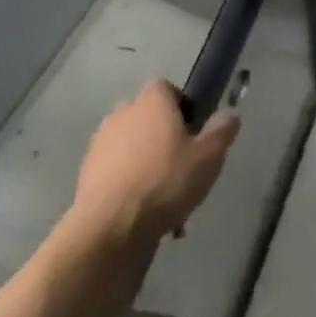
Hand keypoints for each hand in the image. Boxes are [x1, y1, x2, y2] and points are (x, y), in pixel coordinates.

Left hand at [67, 80, 239, 253]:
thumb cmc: (165, 181)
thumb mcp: (209, 156)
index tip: (192, 128)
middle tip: (180, 163)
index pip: (164, 87)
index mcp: (151, 103)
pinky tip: (145, 215)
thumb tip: (230, 114)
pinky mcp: (85, 178)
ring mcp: (99, 146)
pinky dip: (128, 187)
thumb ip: (222, 131)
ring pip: (129, 148)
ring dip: (144, 164)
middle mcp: (122, 115)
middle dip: (160, 135)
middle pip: (145, 117)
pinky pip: (114, 174)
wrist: (110, 229)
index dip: (180, 103)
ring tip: (165, 199)